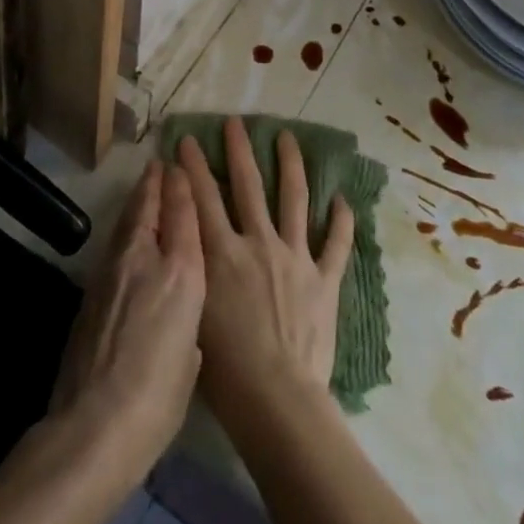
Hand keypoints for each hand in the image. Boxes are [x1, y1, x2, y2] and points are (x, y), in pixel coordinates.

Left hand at [48, 158, 204, 492]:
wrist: (94, 426)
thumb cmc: (158, 399)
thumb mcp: (191, 358)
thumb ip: (188, 325)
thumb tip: (177, 321)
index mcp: (182, 274)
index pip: (183, 214)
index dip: (182, 186)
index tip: (182, 166)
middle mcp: (146, 259)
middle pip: (150, 207)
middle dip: (157, 183)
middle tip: (161, 164)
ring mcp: (113, 271)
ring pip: (128, 221)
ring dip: (138, 200)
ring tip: (145, 185)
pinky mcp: (90, 288)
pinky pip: (114, 244)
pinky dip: (124, 228)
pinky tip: (126, 232)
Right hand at [177, 119, 353, 427]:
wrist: (277, 400)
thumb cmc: (225, 370)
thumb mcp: (193, 311)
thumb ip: (191, 268)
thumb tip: (180, 237)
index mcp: (223, 253)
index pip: (203, 198)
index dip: (192, 166)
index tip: (186, 140)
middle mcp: (259, 243)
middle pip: (248, 185)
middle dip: (239, 150)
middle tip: (236, 123)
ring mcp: (296, 257)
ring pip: (294, 199)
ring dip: (291, 165)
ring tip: (288, 138)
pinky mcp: (324, 280)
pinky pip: (337, 244)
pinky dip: (342, 221)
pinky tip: (343, 199)